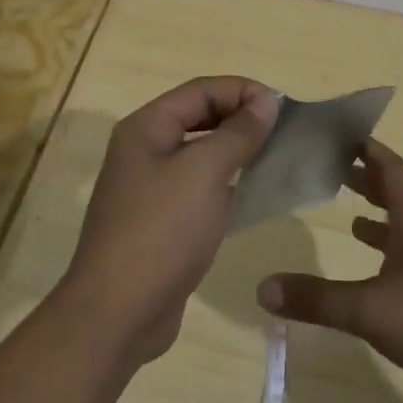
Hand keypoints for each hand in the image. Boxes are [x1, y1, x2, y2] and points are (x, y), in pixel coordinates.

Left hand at [57, 76, 279, 366]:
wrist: (118, 312)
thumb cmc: (162, 231)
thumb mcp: (204, 172)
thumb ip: (238, 133)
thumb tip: (266, 100)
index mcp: (146, 127)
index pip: (201, 90)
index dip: (243, 91)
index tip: (284, 107)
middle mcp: (144, 150)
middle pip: (199, 118)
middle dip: (241, 119)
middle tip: (284, 132)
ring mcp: (150, 188)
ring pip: (201, 155)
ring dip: (237, 153)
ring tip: (277, 159)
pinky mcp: (160, 221)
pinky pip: (199, 189)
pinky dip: (227, 185)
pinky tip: (254, 196)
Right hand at [257, 139, 402, 402]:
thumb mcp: (372, 310)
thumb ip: (317, 299)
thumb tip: (262, 286)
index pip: (389, 166)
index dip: (365, 146)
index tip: (338, 131)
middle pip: (396, 192)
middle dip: (365, 179)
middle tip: (330, 168)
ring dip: (378, 216)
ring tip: (346, 214)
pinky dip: (390, 253)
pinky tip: (375, 270)